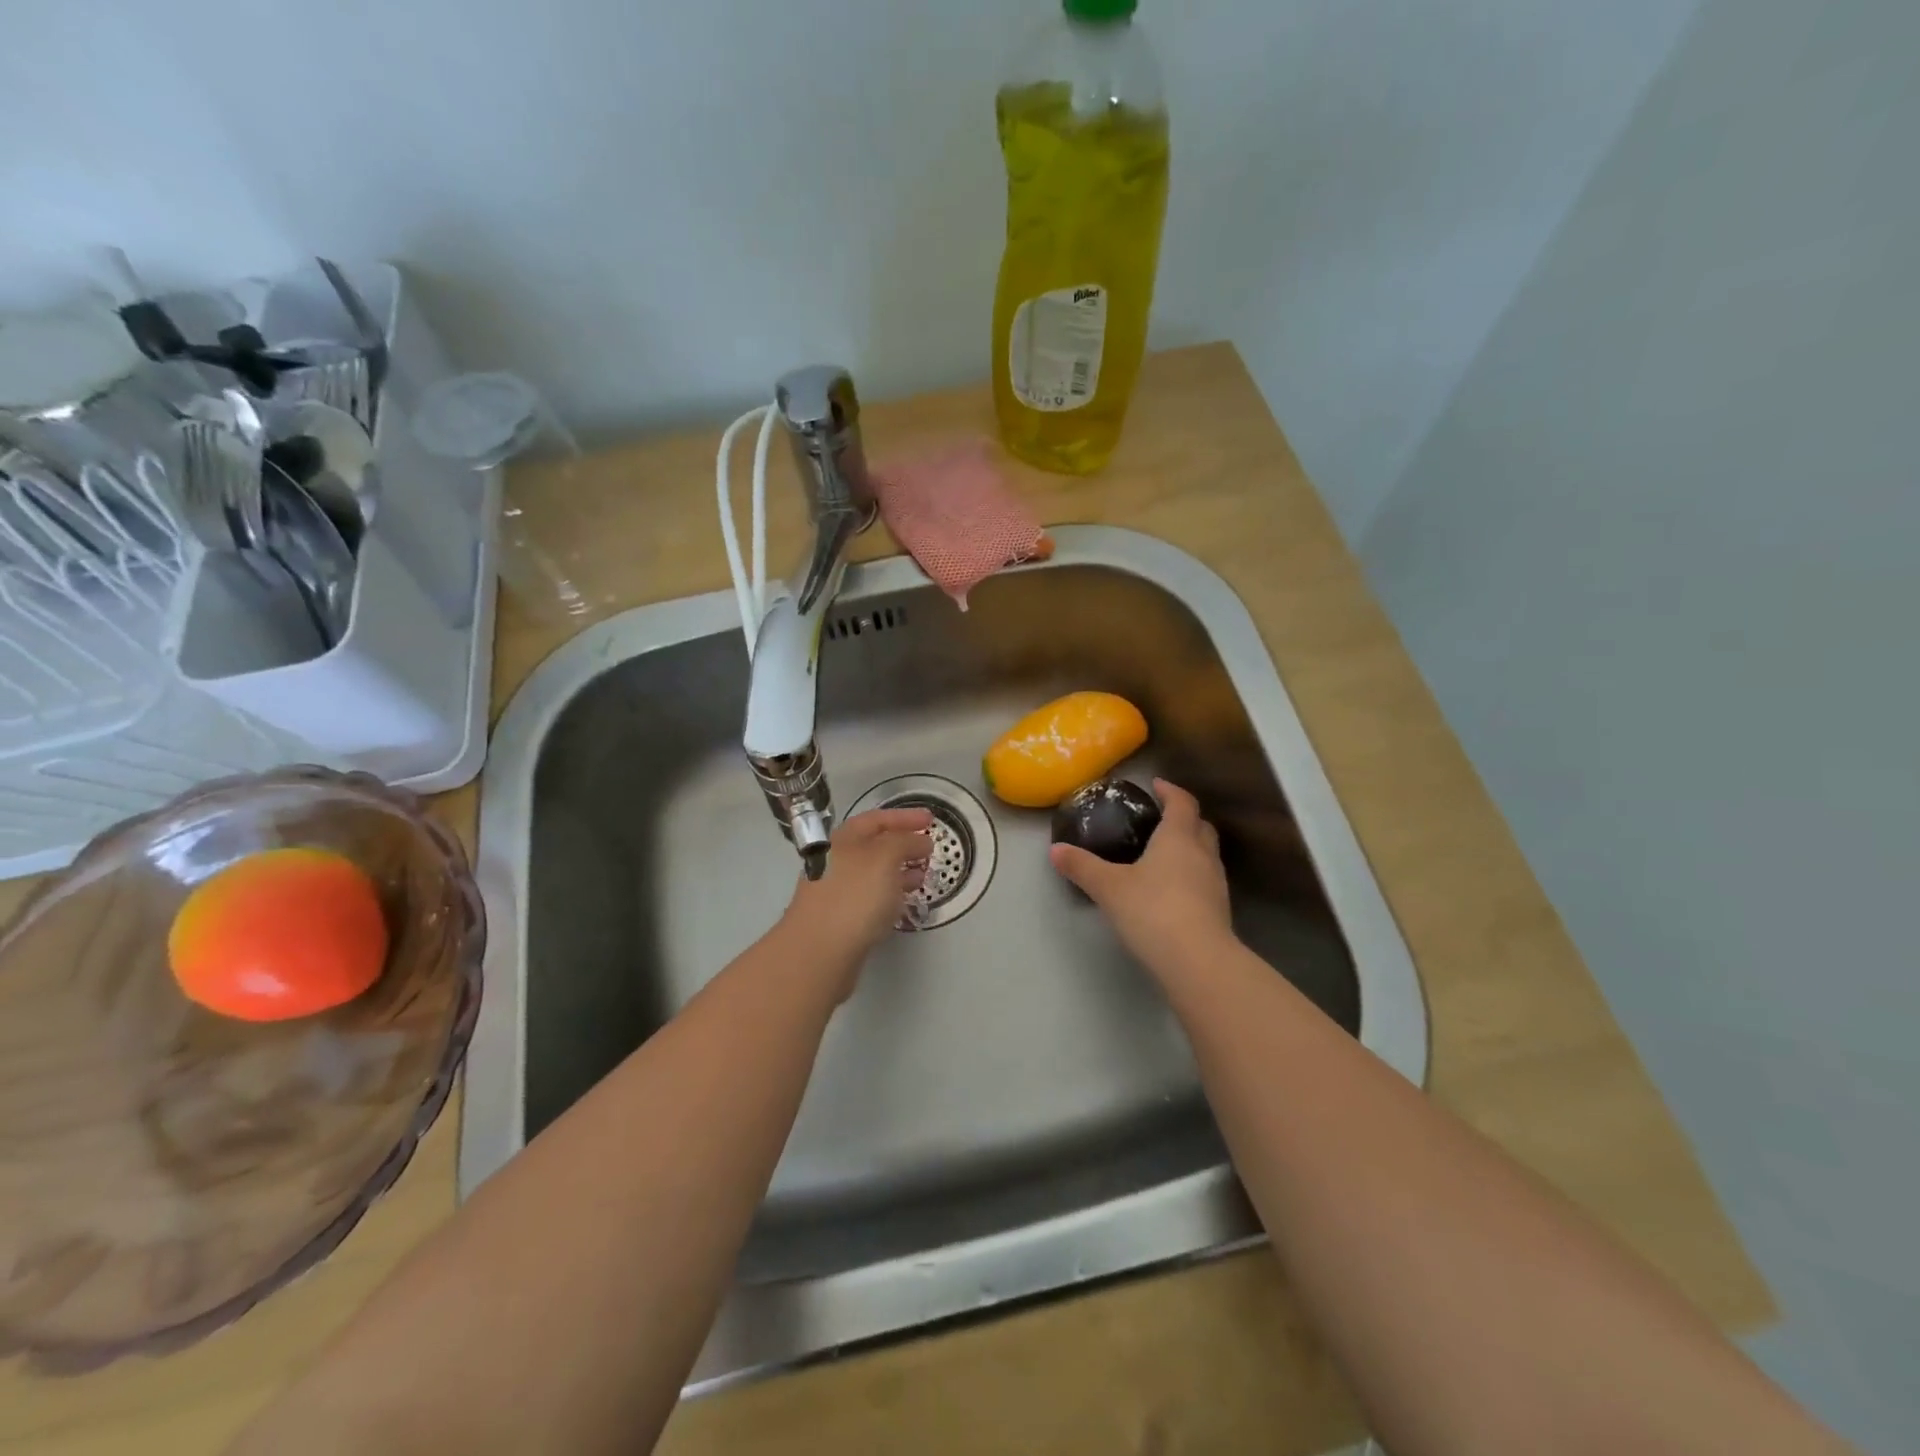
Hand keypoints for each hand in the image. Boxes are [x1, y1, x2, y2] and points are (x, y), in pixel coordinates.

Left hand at [782, 807, 933, 994]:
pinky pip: (871, 897)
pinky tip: (903, 902)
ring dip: (899, 870)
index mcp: (844, 839)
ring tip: (923, 876)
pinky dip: (890, 894)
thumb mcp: (886, 857)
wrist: (819, 952)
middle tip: (929, 850)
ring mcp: (836, 890)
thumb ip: (906, 842)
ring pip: (873, 873)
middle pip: (874, 845)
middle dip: (903, 844)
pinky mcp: (841, 918)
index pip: (877, 819)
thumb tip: (920, 841)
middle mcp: (837, 860)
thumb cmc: (854, 896)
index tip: (931, 819)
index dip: (905, 817)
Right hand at [1048, 779, 1235, 973]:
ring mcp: (1216, 883)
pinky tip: (1172, 891)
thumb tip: (1055, 849)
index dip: (1170, 791)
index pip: (1182, 802)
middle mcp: (1202, 854)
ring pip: (1207, 853)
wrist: (1198, 961)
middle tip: (1161, 819)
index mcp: (1178, 837)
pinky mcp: (1219, 910)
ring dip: (1190, 847)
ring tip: (1164, 855)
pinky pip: (1206, 880)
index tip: (1156, 785)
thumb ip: (1082, 866)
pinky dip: (1192, 875)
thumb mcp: (1108, 887)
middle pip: (1201, 825)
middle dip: (1184, 818)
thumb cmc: (1152, 911)